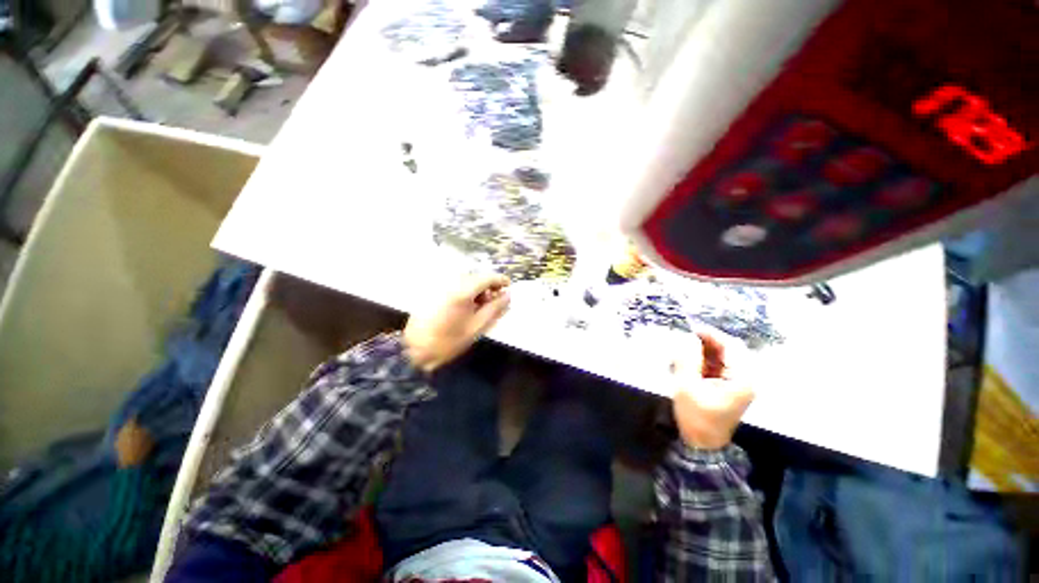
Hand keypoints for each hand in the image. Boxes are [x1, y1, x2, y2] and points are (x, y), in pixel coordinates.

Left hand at [403, 274, 510, 372]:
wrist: (415, 350)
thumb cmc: (449, 341)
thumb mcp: (477, 326)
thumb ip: (495, 308)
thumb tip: (508, 296)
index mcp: (462, 291)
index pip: (487, 277)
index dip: (501, 280)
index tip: (509, 287)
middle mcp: (450, 283)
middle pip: (476, 277)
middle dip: (488, 287)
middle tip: (494, 303)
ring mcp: (440, 286)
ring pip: (465, 281)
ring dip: (477, 290)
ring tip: (480, 307)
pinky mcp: (432, 292)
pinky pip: (454, 286)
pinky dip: (465, 292)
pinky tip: (465, 307)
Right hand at [671, 330, 753, 450]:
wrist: (703, 444)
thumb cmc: (695, 416)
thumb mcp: (686, 386)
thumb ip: (687, 360)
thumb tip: (687, 339)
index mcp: (741, 379)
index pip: (732, 347)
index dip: (712, 334)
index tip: (692, 329)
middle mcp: (746, 379)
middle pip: (732, 350)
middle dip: (709, 341)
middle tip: (687, 338)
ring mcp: (740, 384)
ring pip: (726, 357)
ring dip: (707, 350)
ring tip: (686, 349)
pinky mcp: (731, 387)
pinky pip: (721, 365)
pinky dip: (707, 359)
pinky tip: (692, 361)